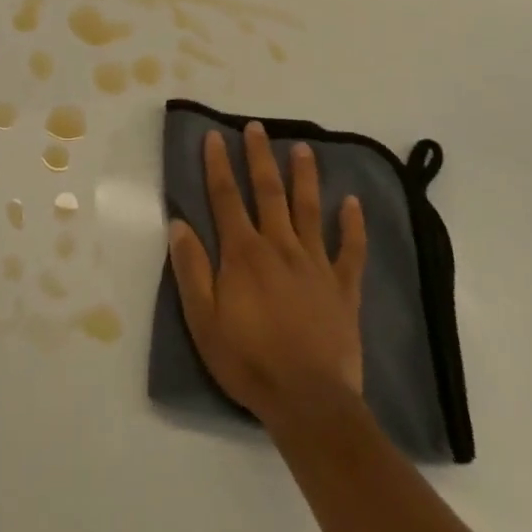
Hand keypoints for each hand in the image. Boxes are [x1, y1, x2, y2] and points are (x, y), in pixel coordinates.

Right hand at [168, 122, 366, 429]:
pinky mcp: (343, 288)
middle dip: (260, 157)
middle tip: (258, 128)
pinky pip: (350, 250)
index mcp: (243, 253)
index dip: (218, 165)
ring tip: (303, 148)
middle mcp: (279, 247)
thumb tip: (178, 223)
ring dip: (305, 177)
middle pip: (268, 192)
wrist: (309, 402)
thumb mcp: (202, 320)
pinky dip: (352, 225)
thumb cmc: (248, 361)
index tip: (215, 136)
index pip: (226, 198)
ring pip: (309, 210)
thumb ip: (191, 268)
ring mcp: (315, 265)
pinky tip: (353, 203)